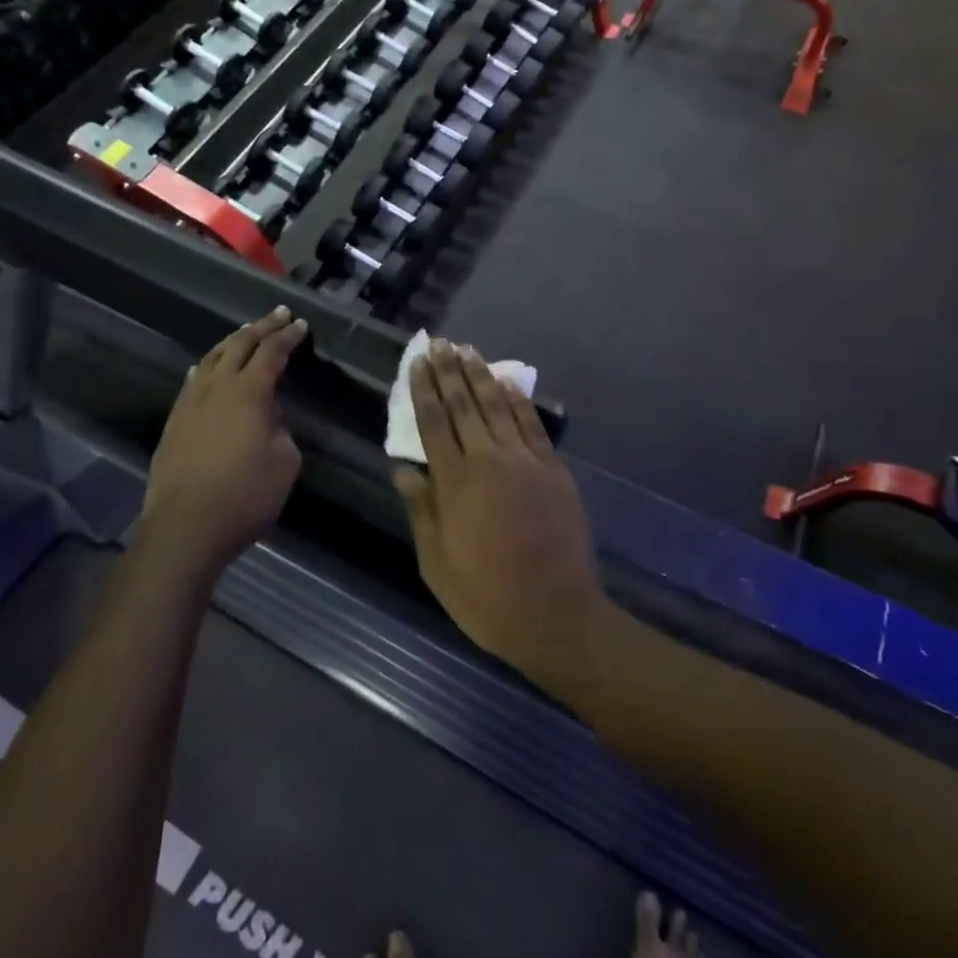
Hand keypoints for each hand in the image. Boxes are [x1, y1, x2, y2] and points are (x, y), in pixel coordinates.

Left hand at [141, 308, 306, 572]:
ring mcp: (190, 402)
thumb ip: (281, 431)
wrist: (185, 527)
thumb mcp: (285, 462)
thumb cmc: (245, 495)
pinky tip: (205, 367)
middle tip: (278, 315)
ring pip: (211, 358)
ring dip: (232, 342)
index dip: (288, 337)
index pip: (271, 352)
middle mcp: (217, 387)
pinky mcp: (174, 422)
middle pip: (239, 345)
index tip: (301, 325)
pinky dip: (207, 365)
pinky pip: (193, 380)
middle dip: (261, 327)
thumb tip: (268, 420)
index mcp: (249, 392)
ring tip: (244, 333)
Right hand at [392, 341, 606, 688]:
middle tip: (439, 343)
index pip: (433, 422)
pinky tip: (508, 382)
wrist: (555, 614)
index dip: (423, 389)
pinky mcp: (553, 469)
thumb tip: (402, 469)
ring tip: (468, 350)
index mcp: (455, 482)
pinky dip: (518, 400)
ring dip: (481, 375)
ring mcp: (525, 461)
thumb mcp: (436, 562)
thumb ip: (421, 510)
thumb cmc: (486, 595)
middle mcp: (488, 460)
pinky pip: (532, 424)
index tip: (416, 362)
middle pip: (464, 404)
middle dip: (449, 371)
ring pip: (497, 406)